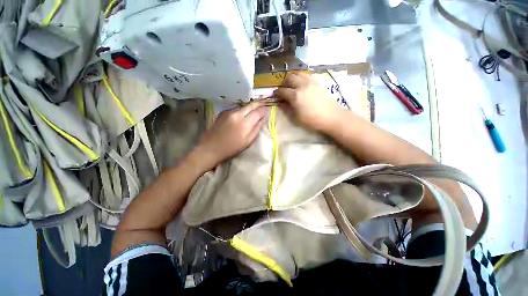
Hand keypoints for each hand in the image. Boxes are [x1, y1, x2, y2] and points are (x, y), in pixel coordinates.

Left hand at [191, 101, 267, 170]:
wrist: (210, 148)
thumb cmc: (231, 149)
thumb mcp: (247, 142)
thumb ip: (256, 130)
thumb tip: (262, 120)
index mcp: (245, 123)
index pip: (258, 112)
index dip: (264, 110)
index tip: (267, 109)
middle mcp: (237, 114)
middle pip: (251, 105)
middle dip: (258, 104)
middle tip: (264, 103)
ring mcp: (229, 112)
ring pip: (243, 106)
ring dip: (249, 107)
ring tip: (254, 108)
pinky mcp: (222, 113)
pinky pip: (235, 109)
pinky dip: (241, 110)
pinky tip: (242, 114)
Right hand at [274, 73, 340, 132]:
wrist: (331, 116)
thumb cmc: (312, 120)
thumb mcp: (296, 117)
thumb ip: (287, 108)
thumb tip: (281, 102)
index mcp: (295, 95)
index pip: (282, 91)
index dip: (277, 93)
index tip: (275, 95)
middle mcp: (302, 85)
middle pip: (289, 78)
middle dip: (284, 83)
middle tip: (283, 90)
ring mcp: (310, 82)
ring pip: (298, 74)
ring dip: (292, 79)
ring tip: (292, 86)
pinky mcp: (317, 82)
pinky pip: (306, 76)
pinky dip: (301, 78)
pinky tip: (301, 85)